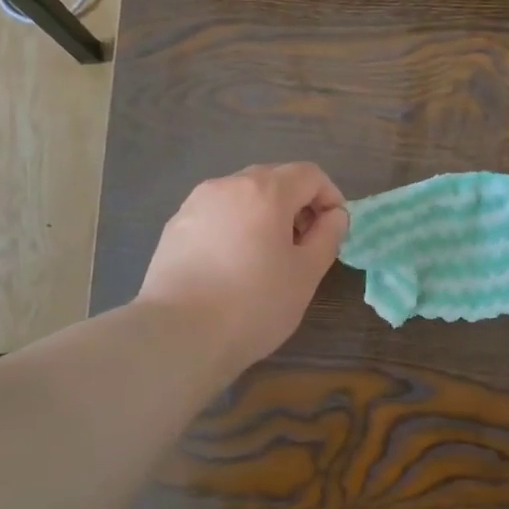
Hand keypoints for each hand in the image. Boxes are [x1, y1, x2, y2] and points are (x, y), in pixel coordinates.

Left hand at [137, 164, 348, 376]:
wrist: (179, 334)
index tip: (333, 231)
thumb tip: (334, 216)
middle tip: (303, 245)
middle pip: (274, 178)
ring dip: (264, 214)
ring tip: (267, 256)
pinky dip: (235, 227)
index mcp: (266, 191)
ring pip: (242, 196)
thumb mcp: (306, 274)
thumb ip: (327, 236)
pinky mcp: (174, 227)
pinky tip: (232, 265)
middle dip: (297, 204)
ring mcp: (195, 204)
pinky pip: (216, 214)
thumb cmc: (254, 304)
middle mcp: (228, 185)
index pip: (310, 174)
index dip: (330, 197)